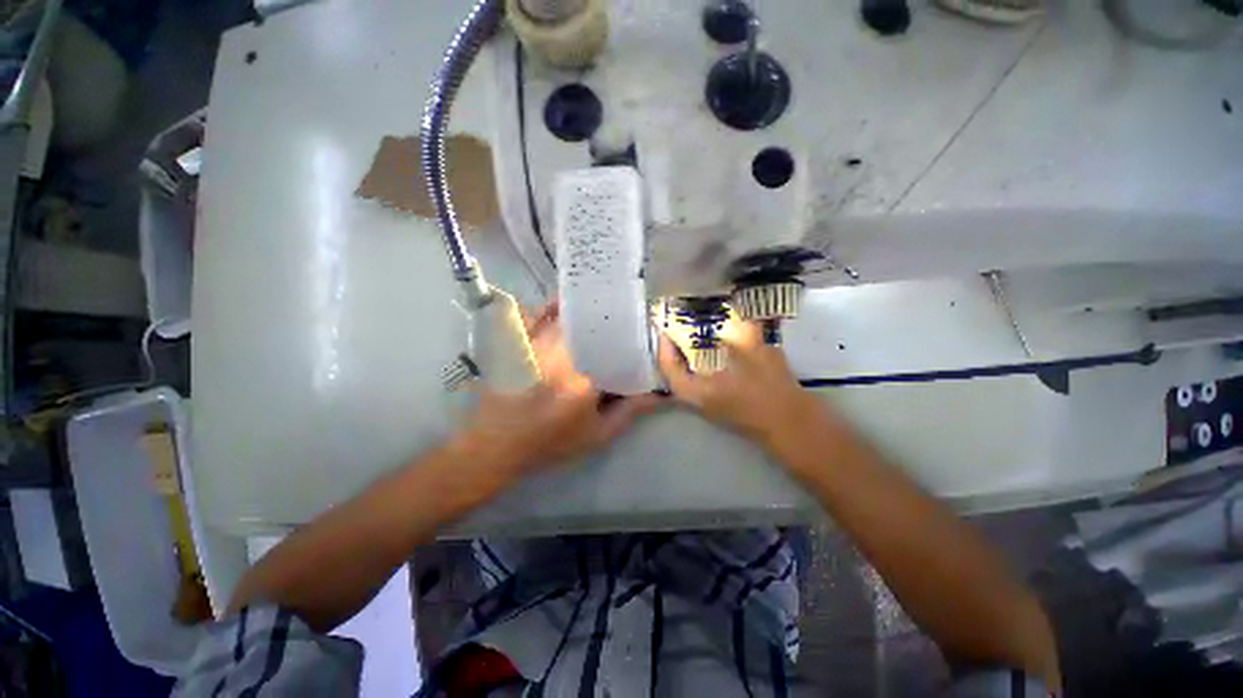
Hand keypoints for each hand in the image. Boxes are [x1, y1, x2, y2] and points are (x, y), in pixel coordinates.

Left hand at [452, 302, 661, 476]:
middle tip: (628, 319)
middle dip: (614, 321)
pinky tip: (563, 303)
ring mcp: (536, 345)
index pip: (619, 348)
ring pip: (568, 316)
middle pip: (595, 326)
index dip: (635, 339)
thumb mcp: (596, 434)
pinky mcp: (518, 342)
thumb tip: (659, 393)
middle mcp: (560, 354)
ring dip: (587, 310)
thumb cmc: (550, 443)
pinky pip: (536, 314)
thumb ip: (629, 411)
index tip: (646, 337)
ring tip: (604, 306)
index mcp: (583, 379)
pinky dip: (552, 306)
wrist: (496, 445)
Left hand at [656, 321, 819, 448]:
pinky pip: (710, 377)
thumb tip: (736, 307)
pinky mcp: (729, 402)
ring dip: (694, 353)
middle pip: (678, 370)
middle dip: (679, 347)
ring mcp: (714, 403)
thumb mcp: (755, 355)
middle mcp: (699, 399)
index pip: (667, 368)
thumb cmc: (771, 393)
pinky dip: (711, 360)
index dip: (664, 345)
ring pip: (694, 374)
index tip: (666, 325)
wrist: (799, 429)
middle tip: (682, 324)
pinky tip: (723, 344)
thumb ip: (742, 330)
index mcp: (696, 391)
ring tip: (699, 329)